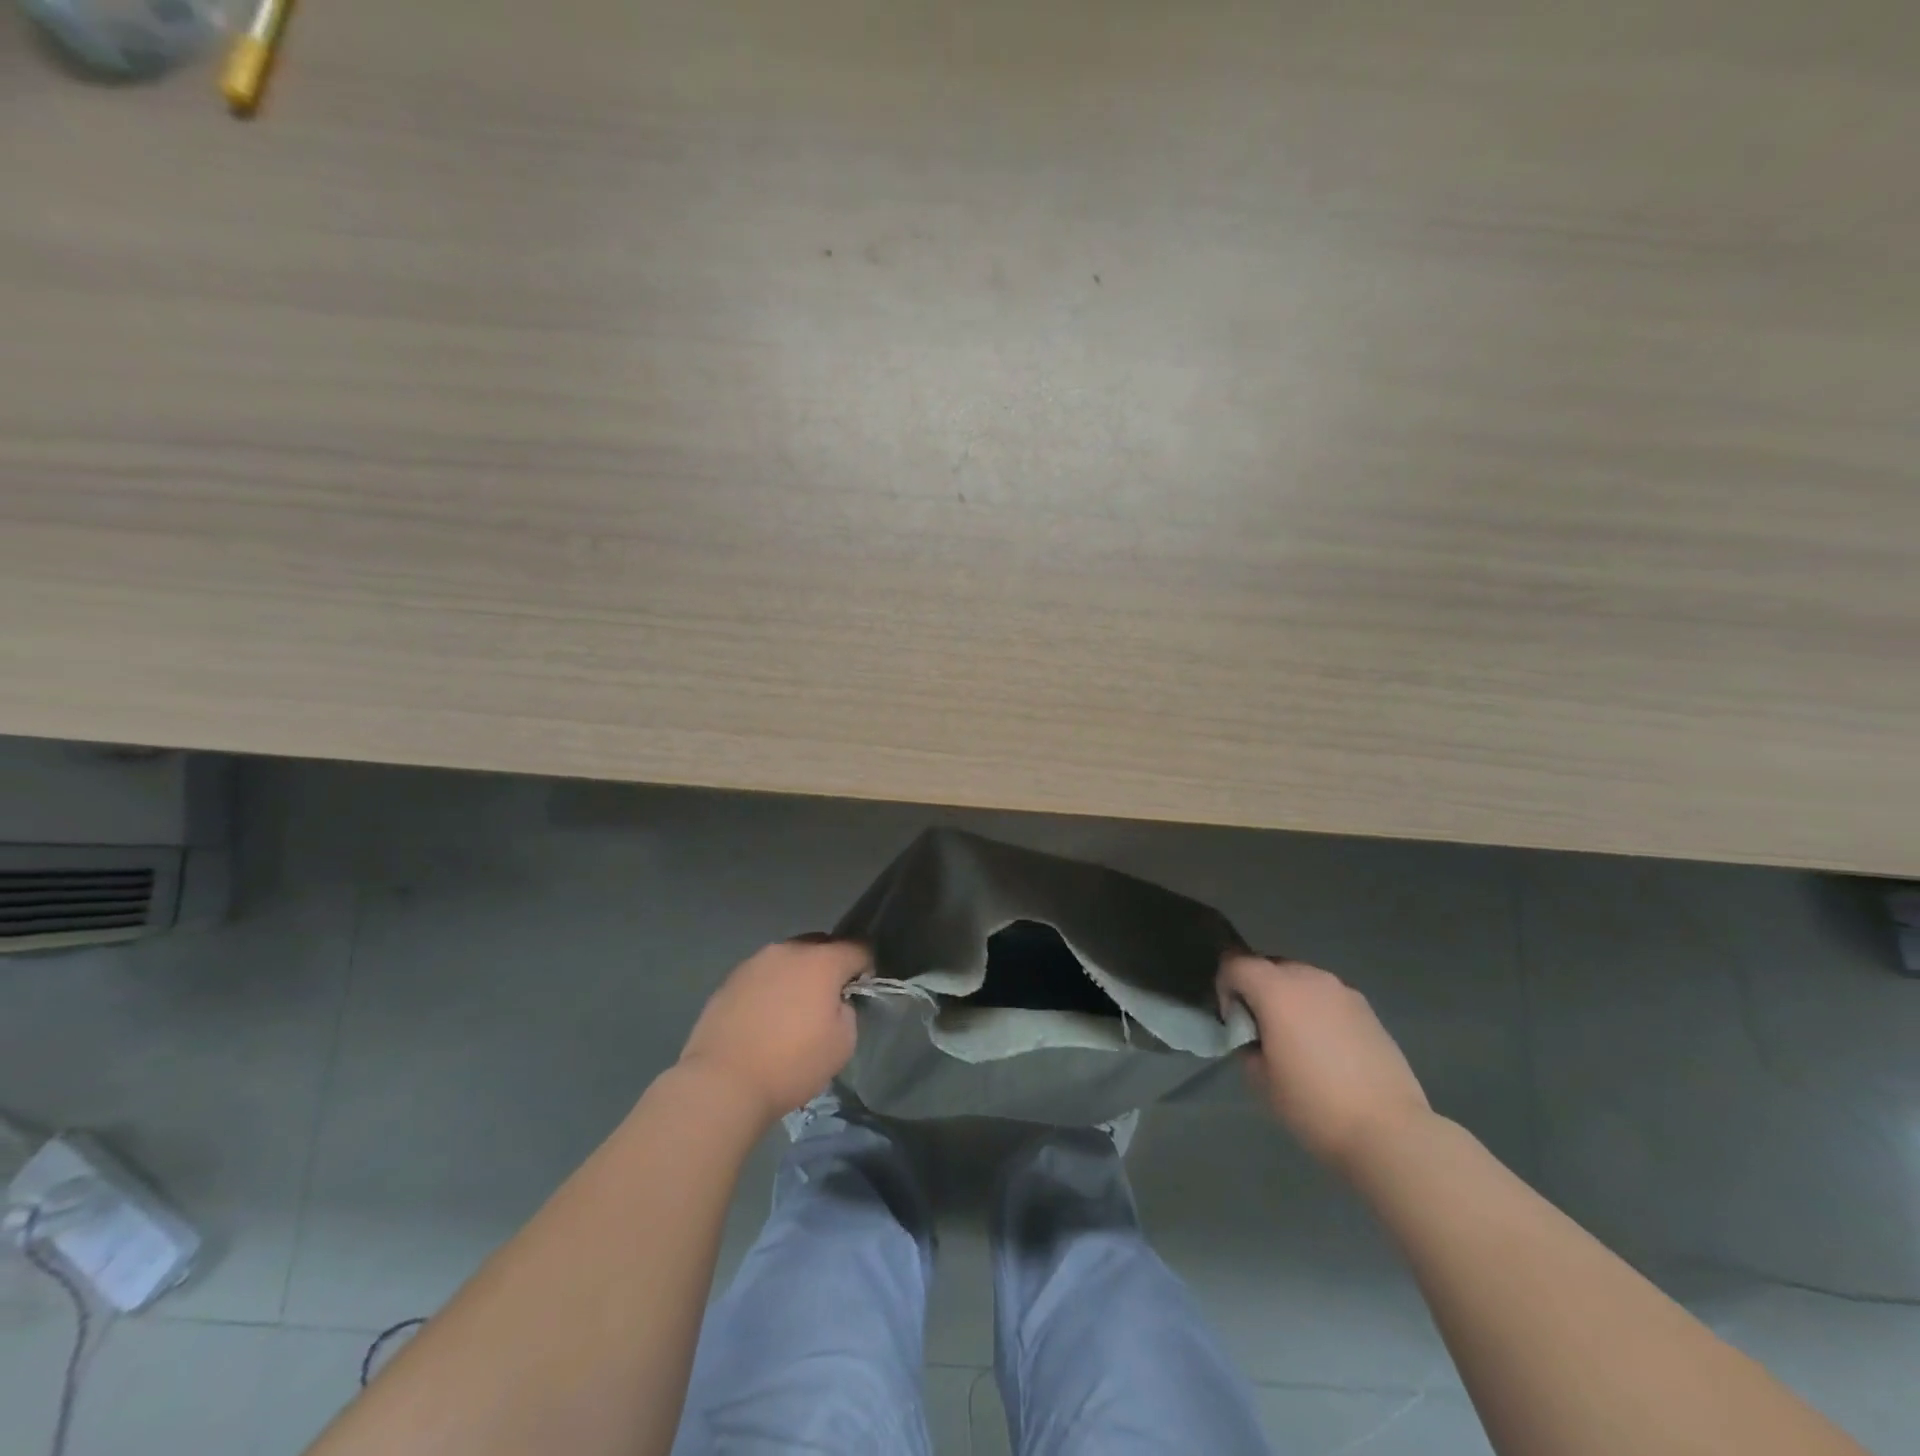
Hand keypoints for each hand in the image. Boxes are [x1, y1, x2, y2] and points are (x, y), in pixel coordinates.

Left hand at [677, 938, 870, 1125]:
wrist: (722, 1083)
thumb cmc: (791, 1064)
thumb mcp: (843, 1044)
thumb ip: (847, 1011)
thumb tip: (835, 1001)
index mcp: (822, 961)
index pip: (858, 947)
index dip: (866, 966)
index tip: (860, 989)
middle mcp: (788, 951)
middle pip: (820, 945)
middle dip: (829, 965)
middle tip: (826, 1000)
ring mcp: (754, 962)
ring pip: (787, 959)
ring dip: (796, 976)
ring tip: (790, 1012)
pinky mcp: (729, 980)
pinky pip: (761, 976)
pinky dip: (769, 989)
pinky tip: (763, 1020)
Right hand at [1217, 954, 1431, 1172]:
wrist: (1390, 1131)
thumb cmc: (1314, 1105)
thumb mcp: (1261, 1080)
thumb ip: (1246, 1044)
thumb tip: (1253, 1035)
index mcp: (1277, 990)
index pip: (1235, 964)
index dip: (1224, 986)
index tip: (1233, 1020)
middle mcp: (1309, 978)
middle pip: (1268, 966)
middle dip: (1256, 989)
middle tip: (1260, 1030)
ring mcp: (1343, 991)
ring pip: (1301, 979)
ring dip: (1288, 998)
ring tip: (1295, 1038)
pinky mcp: (1367, 1009)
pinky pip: (1327, 997)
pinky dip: (1316, 1010)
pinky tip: (1326, 1048)